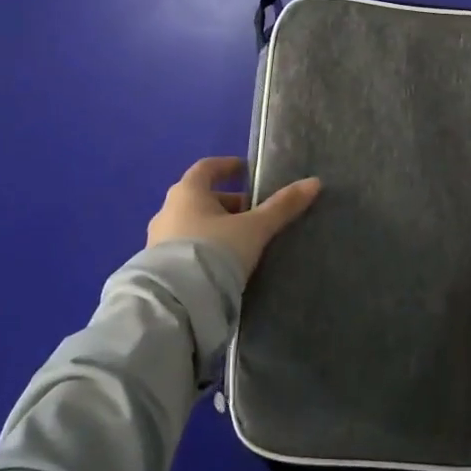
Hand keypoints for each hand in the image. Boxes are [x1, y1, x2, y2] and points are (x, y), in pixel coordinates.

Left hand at [147, 156, 321, 279]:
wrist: (176, 303)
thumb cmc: (214, 252)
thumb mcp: (254, 229)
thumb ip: (281, 207)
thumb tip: (314, 182)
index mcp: (187, 191)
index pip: (207, 168)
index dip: (228, 167)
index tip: (247, 171)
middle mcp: (167, 210)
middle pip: (201, 198)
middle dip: (228, 204)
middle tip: (254, 215)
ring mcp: (157, 239)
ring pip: (192, 223)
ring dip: (215, 227)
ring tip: (242, 243)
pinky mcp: (157, 267)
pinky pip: (184, 247)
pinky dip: (203, 247)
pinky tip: (221, 265)